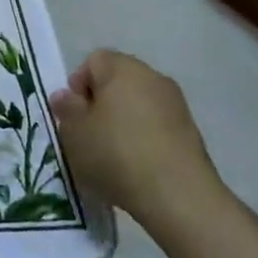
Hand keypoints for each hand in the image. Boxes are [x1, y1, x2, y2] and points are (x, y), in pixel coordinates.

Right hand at [50, 51, 223, 239]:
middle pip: (117, 81)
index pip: (93, 61)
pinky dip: (144, 138)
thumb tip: (66, 96)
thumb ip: (66, 109)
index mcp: (122, 69)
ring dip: (123, 122)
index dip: (78, 85)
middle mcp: (152, 77)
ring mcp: (176, 104)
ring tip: (112, 156)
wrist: (179, 196)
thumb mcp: (74, 133)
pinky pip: (157, 125)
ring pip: (138, 104)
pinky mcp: (191, 132)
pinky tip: (136, 166)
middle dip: (100, 104)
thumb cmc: (116, 154)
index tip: (74, 116)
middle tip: (89, 135)